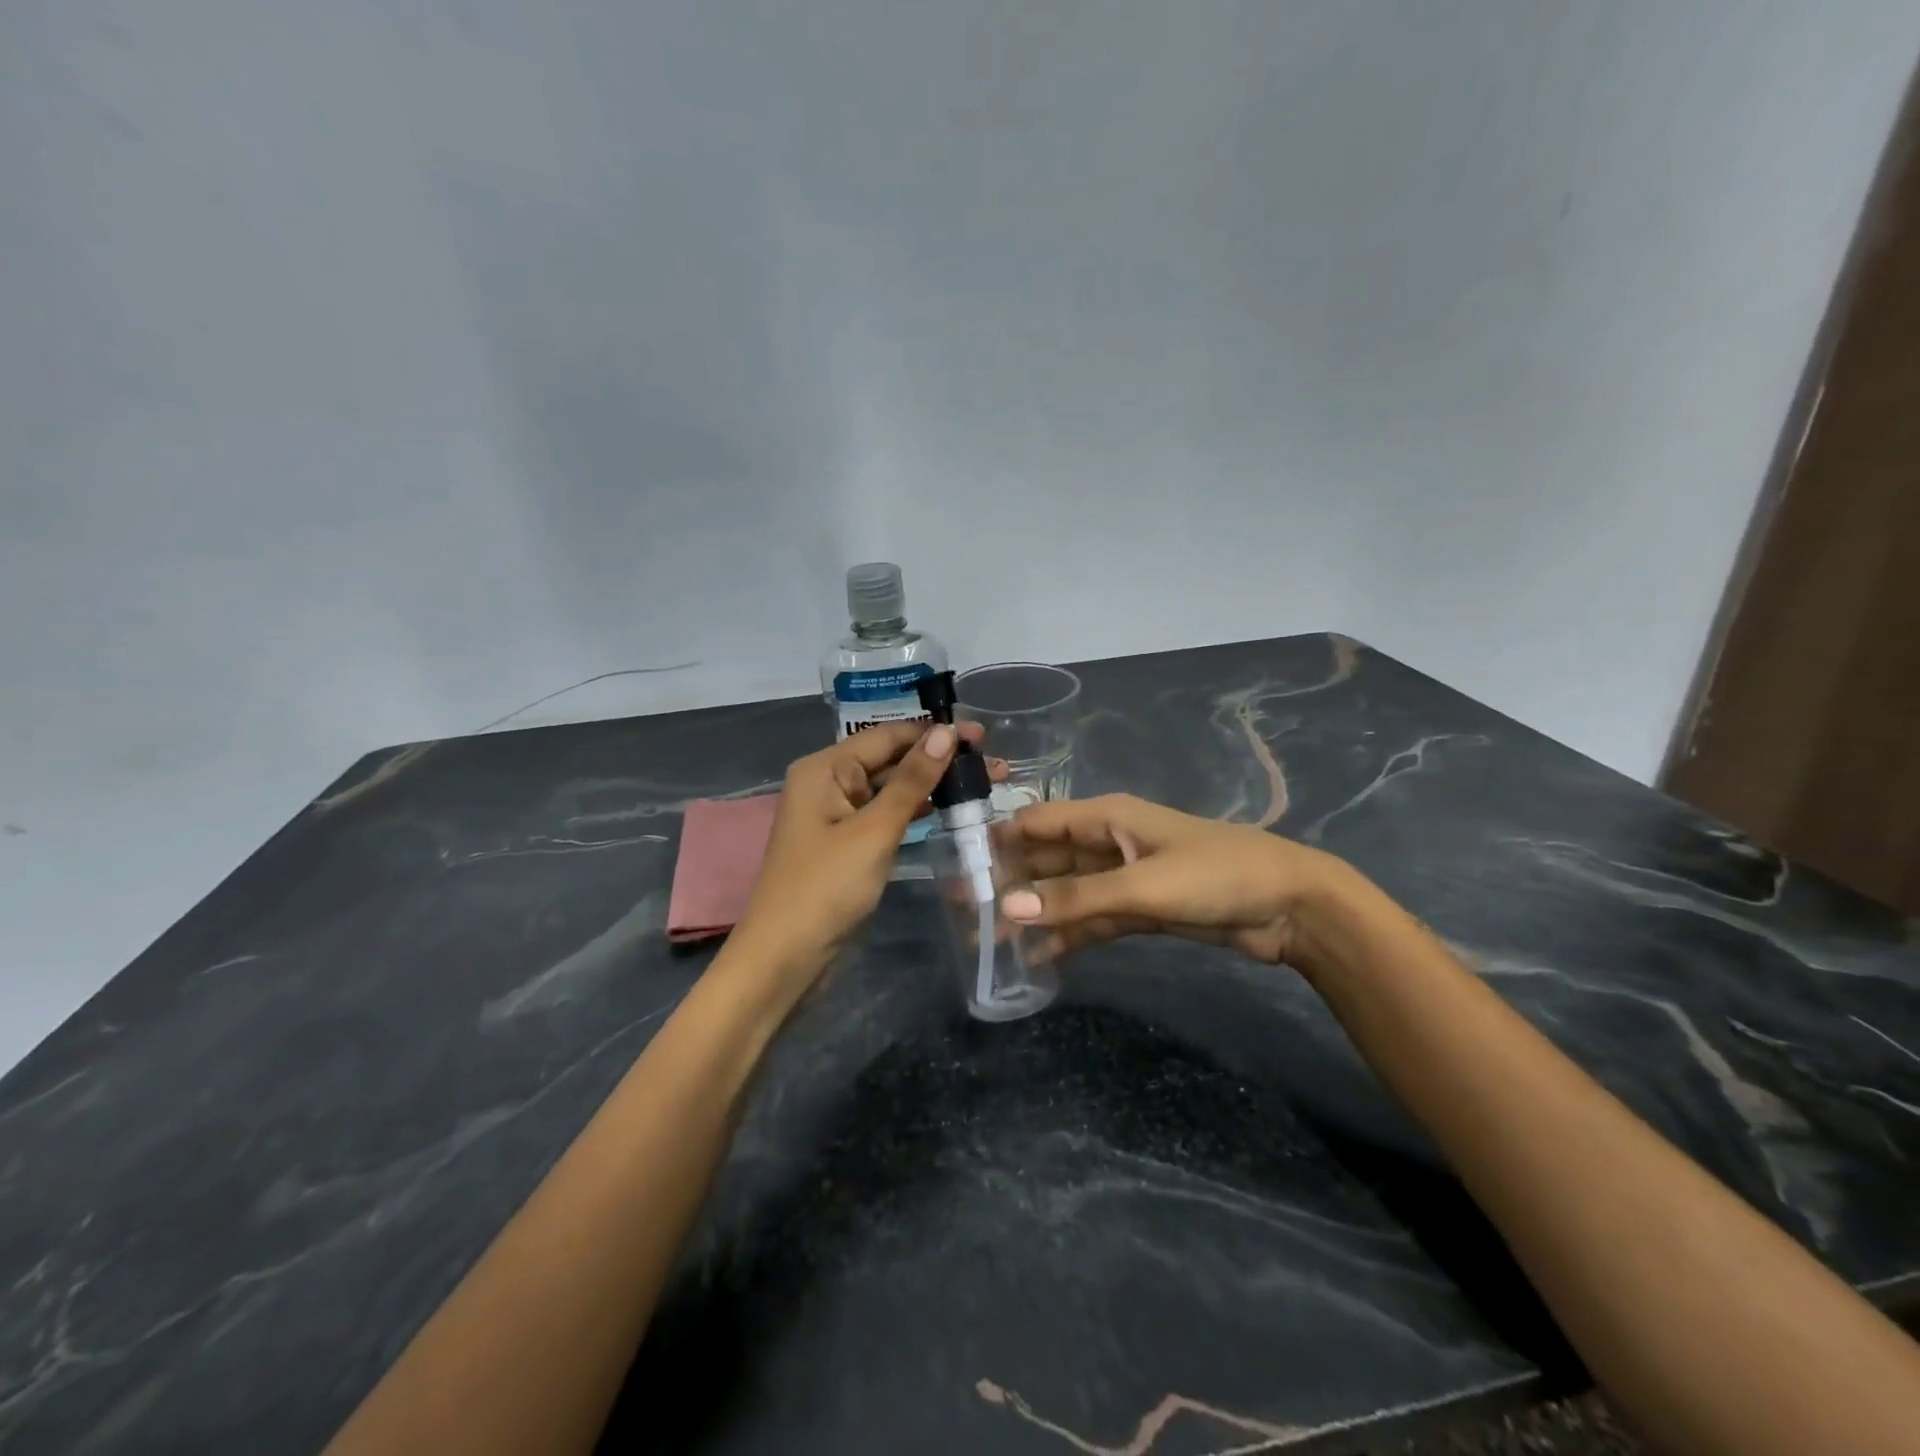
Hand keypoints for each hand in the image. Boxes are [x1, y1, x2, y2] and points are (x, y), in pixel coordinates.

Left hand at [727, 721, 1000, 1002]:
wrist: (785, 958)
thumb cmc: (826, 888)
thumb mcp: (874, 831)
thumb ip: (912, 781)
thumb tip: (945, 732)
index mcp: (824, 768)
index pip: (887, 736)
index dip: (934, 732)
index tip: (982, 735)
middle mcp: (827, 782)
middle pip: (889, 759)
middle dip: (938, 759)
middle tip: (992, 764)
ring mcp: (835, 814)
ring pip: (890, 788)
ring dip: (931, 785)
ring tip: (981, 784)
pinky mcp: (846, 842)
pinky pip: (884, 814)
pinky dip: (915, 810)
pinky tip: (948, 809)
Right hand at [1000, 793, 1345, 968]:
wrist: (1289, 907)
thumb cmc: (1215, 876)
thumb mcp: (1143, 885)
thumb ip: (1077, 899)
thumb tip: (1008, 906)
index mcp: (1106, 818)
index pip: (1038, 822)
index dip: (999, 838)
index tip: (959, 864)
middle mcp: (1108, 843)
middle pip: (1048, 859)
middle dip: (1011, 881)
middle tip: (967, 911)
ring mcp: (1124, 878)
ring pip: (1067, 893)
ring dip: (1035, 912)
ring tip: (992, 940)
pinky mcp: (1140, 910)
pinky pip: (1092, 920)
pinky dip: (1068, 935)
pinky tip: (1037, 957)